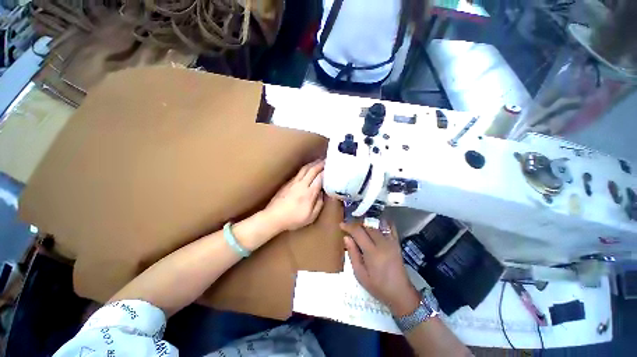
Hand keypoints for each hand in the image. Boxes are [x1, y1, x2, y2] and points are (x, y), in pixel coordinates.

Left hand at [263, 160, 324, 232]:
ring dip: (313, 163)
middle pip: (312, 170)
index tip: (331, 168)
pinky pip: (299, 172)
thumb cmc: (293, 219)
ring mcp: (294, 182)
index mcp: (309, 193)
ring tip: (319, 161)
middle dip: (321, 164)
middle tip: (327, 160)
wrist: (273, 217)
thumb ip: (319, 204)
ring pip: (305, 169)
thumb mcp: (310, 217)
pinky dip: (305, 168)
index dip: (326, 172)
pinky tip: (308, 168)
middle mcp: (302, 184)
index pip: (319, 178)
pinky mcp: (288, 183)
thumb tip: (322, 193)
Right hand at [341, 221, 420, 316]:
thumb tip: (346, 237)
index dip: (348, 226)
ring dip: (365, 224)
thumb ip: (353, 254)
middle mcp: (382, 243)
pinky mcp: (396, 243)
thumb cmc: (378, 287)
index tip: (341, 225)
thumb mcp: (360, 274)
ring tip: (358, 227)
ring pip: (376, 225)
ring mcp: (391, 242)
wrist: (401, 294)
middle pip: (367, 226)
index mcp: (372, 252)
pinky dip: (381, 223)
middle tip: (348, 227)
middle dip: (356, 224)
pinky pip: (389, 227)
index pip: (358, 232)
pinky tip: (375, 224)